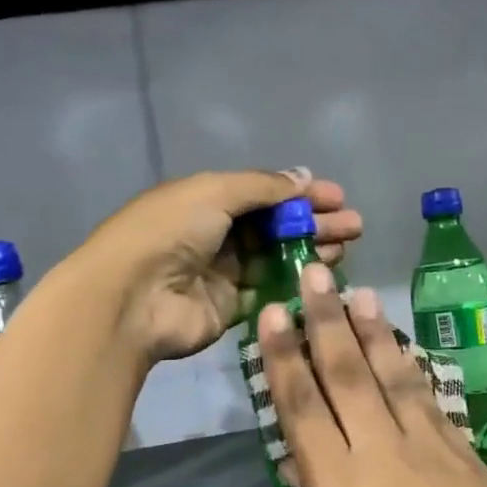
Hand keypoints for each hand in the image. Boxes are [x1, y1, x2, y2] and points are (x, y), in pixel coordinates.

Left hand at [79, 168, 362, 363]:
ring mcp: (224, 273)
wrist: (132, 298)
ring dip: (310, 251)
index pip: (263, 194)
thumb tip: (302, 178)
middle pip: (275, 226)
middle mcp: (216, 234)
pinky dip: (295, 283)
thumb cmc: (170, 232)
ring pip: (276, 258)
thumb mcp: (214, 192)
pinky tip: (323, 277)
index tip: (338, 197)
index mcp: (207, 199)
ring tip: (346, 248)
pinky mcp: (230, 308)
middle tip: (354, 226)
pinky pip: (269, 292)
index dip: (300, 194)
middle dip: (314, 223)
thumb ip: (262, 187)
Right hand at [256, 263, 486, 486]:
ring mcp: (429, 445)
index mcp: (339, 486)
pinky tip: (404, 348)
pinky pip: (430, 397)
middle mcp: (381, 450)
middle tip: (312, 274)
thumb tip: (303, 460)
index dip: (283, 356)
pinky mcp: (465, 451)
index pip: (301, 405)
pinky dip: (412, 366)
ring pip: (393, 374)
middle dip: (325, 319)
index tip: (272, 314)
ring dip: (373, 330)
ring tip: (359, 293)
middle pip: (346, 373)